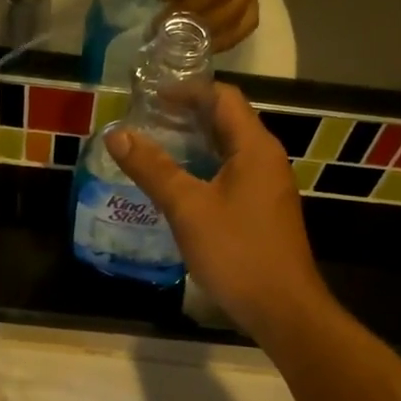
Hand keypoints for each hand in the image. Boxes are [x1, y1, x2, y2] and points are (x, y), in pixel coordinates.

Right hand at [104, 84, 327, 335]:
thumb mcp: (188, 208)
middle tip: (145, 120)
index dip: (187, 90)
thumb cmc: (237, 252)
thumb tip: (118, 134)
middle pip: (227, 121)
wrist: (282, 309)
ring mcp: (267, 187)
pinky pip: (231, 175)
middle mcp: (266, 159)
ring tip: (153, 147)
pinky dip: (203, 169)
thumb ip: (153, 169)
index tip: (150, 96)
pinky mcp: (262, 211)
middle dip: (186, 116)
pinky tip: (176, 186)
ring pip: (228, 150)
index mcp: (255, 147)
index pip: (223, 97)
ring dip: (194, 144)